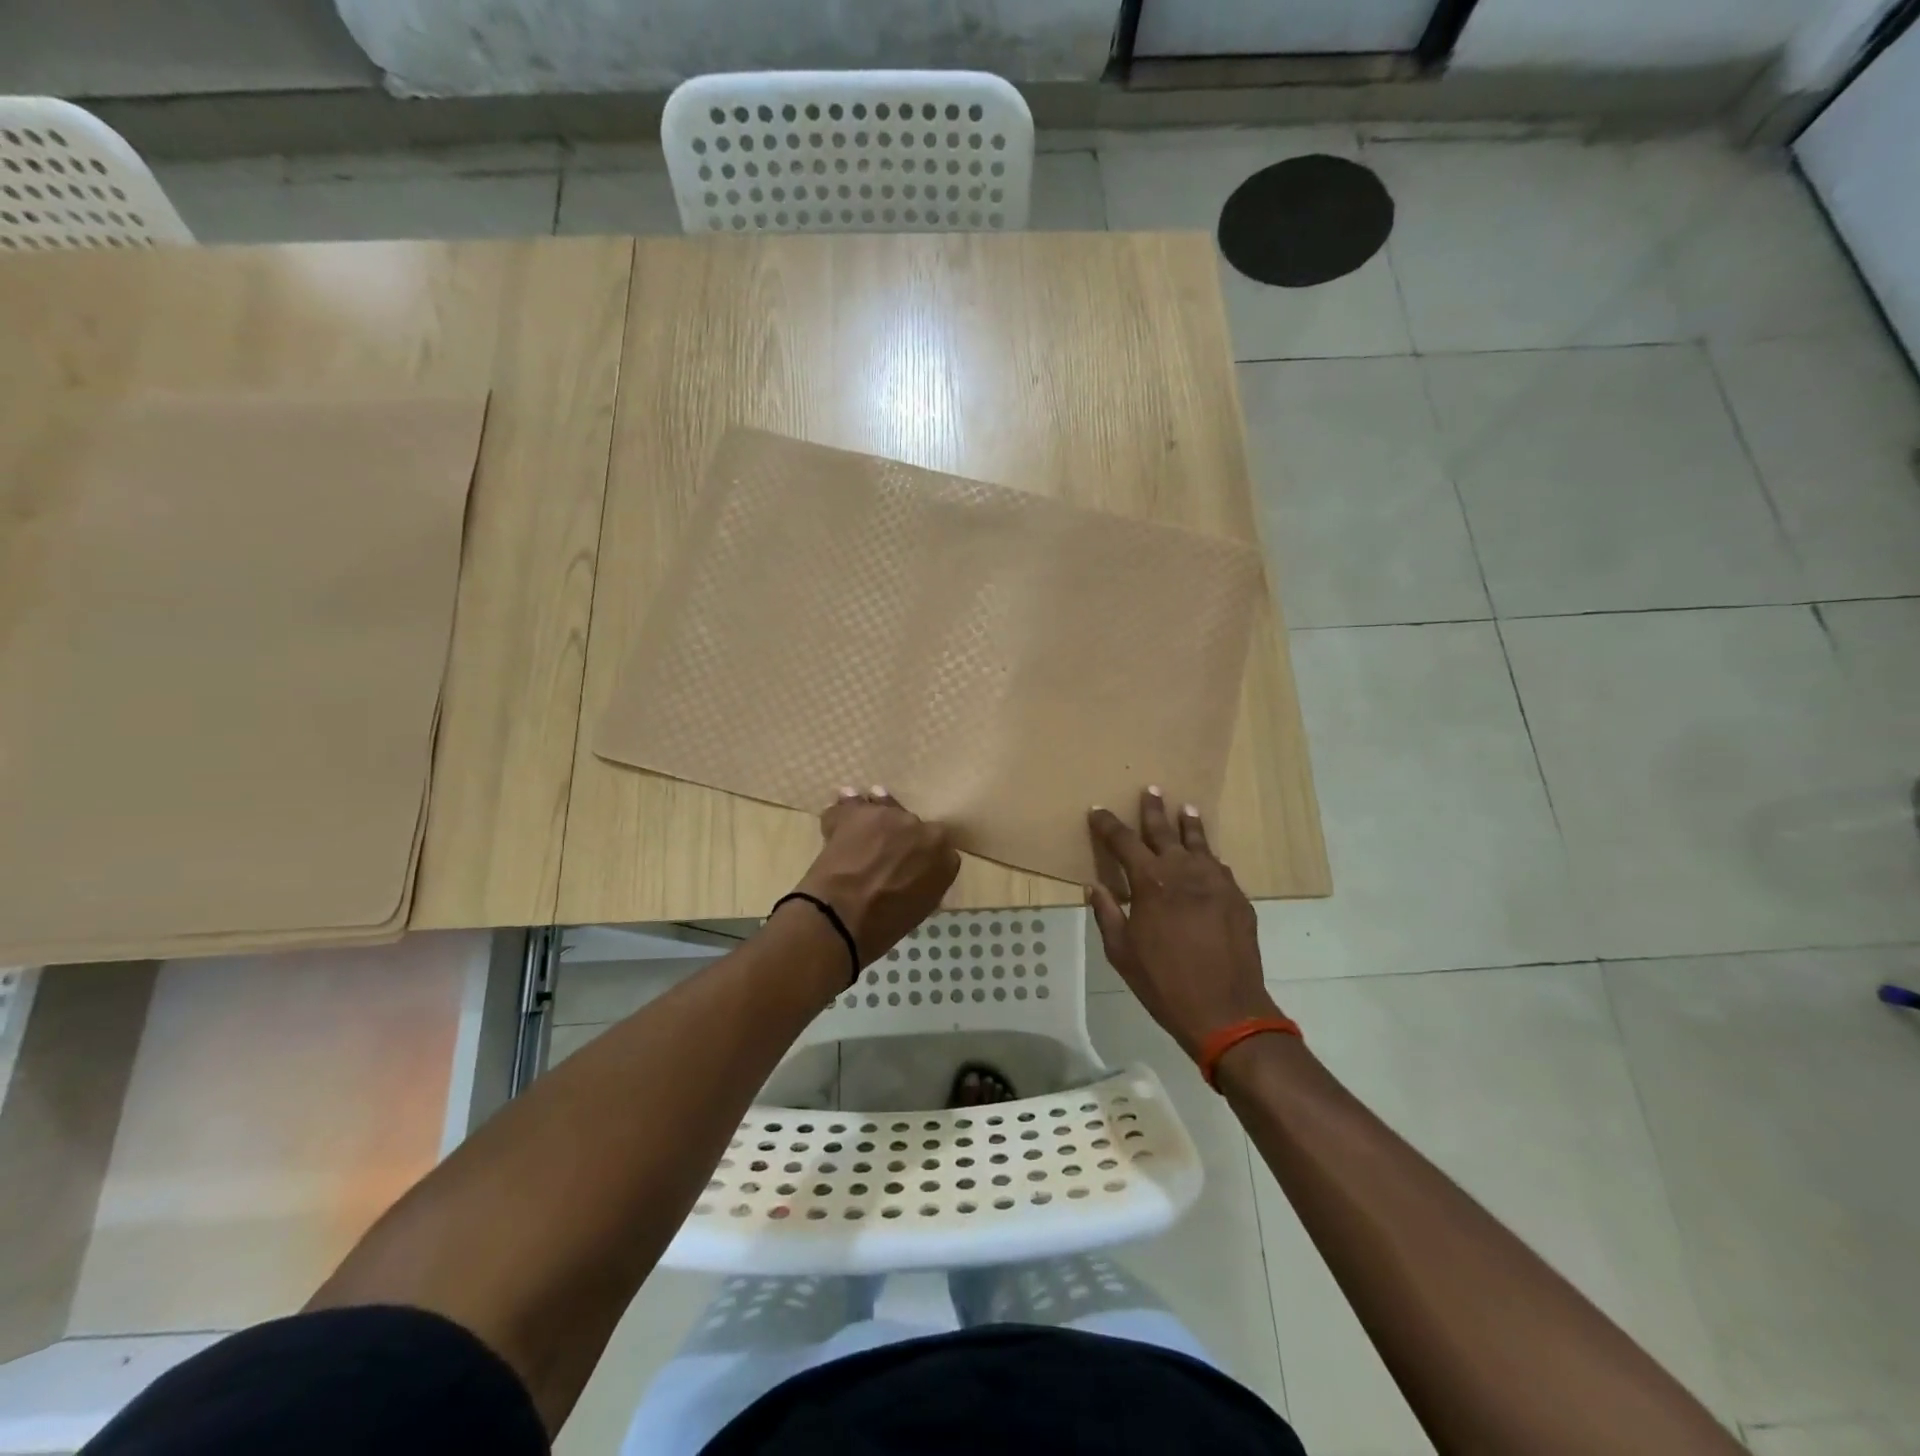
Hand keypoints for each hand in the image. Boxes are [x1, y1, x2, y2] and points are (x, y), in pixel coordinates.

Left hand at [795, 788, 959, 965]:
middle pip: (910, 825)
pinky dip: (843, 812)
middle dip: (897, 835)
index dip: (919, 854)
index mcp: (946, 858)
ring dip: (871, 819)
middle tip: (879, 852)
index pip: (937, 848)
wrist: (843, 916)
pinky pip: (851, 806)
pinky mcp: (859, 811)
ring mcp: (891, 815)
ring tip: (857, 829)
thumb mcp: (917, 909)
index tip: (907, 863)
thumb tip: (908, 878)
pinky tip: (838, 816)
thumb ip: (921, 884)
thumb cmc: (882, 926)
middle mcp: (923, 829)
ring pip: (881, 809)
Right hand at [1087, 789, 1282, 1058]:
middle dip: (1153, 809)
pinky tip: (1208, 857)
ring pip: (1199, 843)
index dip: (1108, 825)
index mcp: (1150, 881)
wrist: (1226, 1009)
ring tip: (1186, 808)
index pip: (1124, 841)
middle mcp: (1183, 871)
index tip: (1098, 811)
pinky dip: (1208, 858)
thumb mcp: (1121, 951)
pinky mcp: (1238, 897)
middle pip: (1164, 831)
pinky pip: (1219, 868)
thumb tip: (1096, 887)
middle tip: (1151, 789)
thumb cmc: (1164, 982)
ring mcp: (1216, 882)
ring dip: (1189, 824)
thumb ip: (1108, 914)